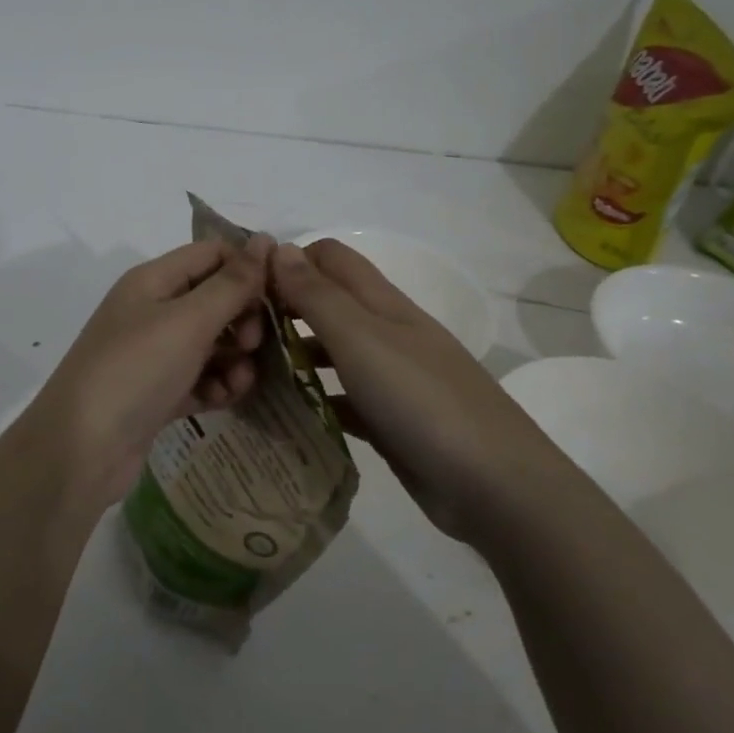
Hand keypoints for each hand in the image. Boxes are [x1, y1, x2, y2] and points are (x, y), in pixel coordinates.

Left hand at [16, 235, 272, 504]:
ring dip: (234, 358)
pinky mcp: (157, 393)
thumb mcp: (188, 320)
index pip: (211, 254)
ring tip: (240, 380)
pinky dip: (216, 385)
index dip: (248, 267)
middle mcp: (152, 311)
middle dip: (243, 318)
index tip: (283, 292)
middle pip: (214, 299)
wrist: (81, 449)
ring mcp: (153, 355)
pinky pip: (200, 379)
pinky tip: (224, 399)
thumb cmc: (136, 370)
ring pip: (211, 343)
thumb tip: (265, 239)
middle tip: (251, 344)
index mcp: (153, 281)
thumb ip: (232, 282)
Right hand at [270, 239, 567, 542]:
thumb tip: (278, 248)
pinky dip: (315, 401)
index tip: (246, 288)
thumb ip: (317, 295)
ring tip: (249, 375)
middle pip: (328, 304)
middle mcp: (386, 332)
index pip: (330, 258)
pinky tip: (285, 416)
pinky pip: (342, 400)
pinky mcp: (390, 420)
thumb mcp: (361, 338)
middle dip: (285, 310)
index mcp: (382, 303)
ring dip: (295, 357)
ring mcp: (391, 378)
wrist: (494, 485)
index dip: (290, 262)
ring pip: (332, 353)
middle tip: (239, 337)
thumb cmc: (421, 399)